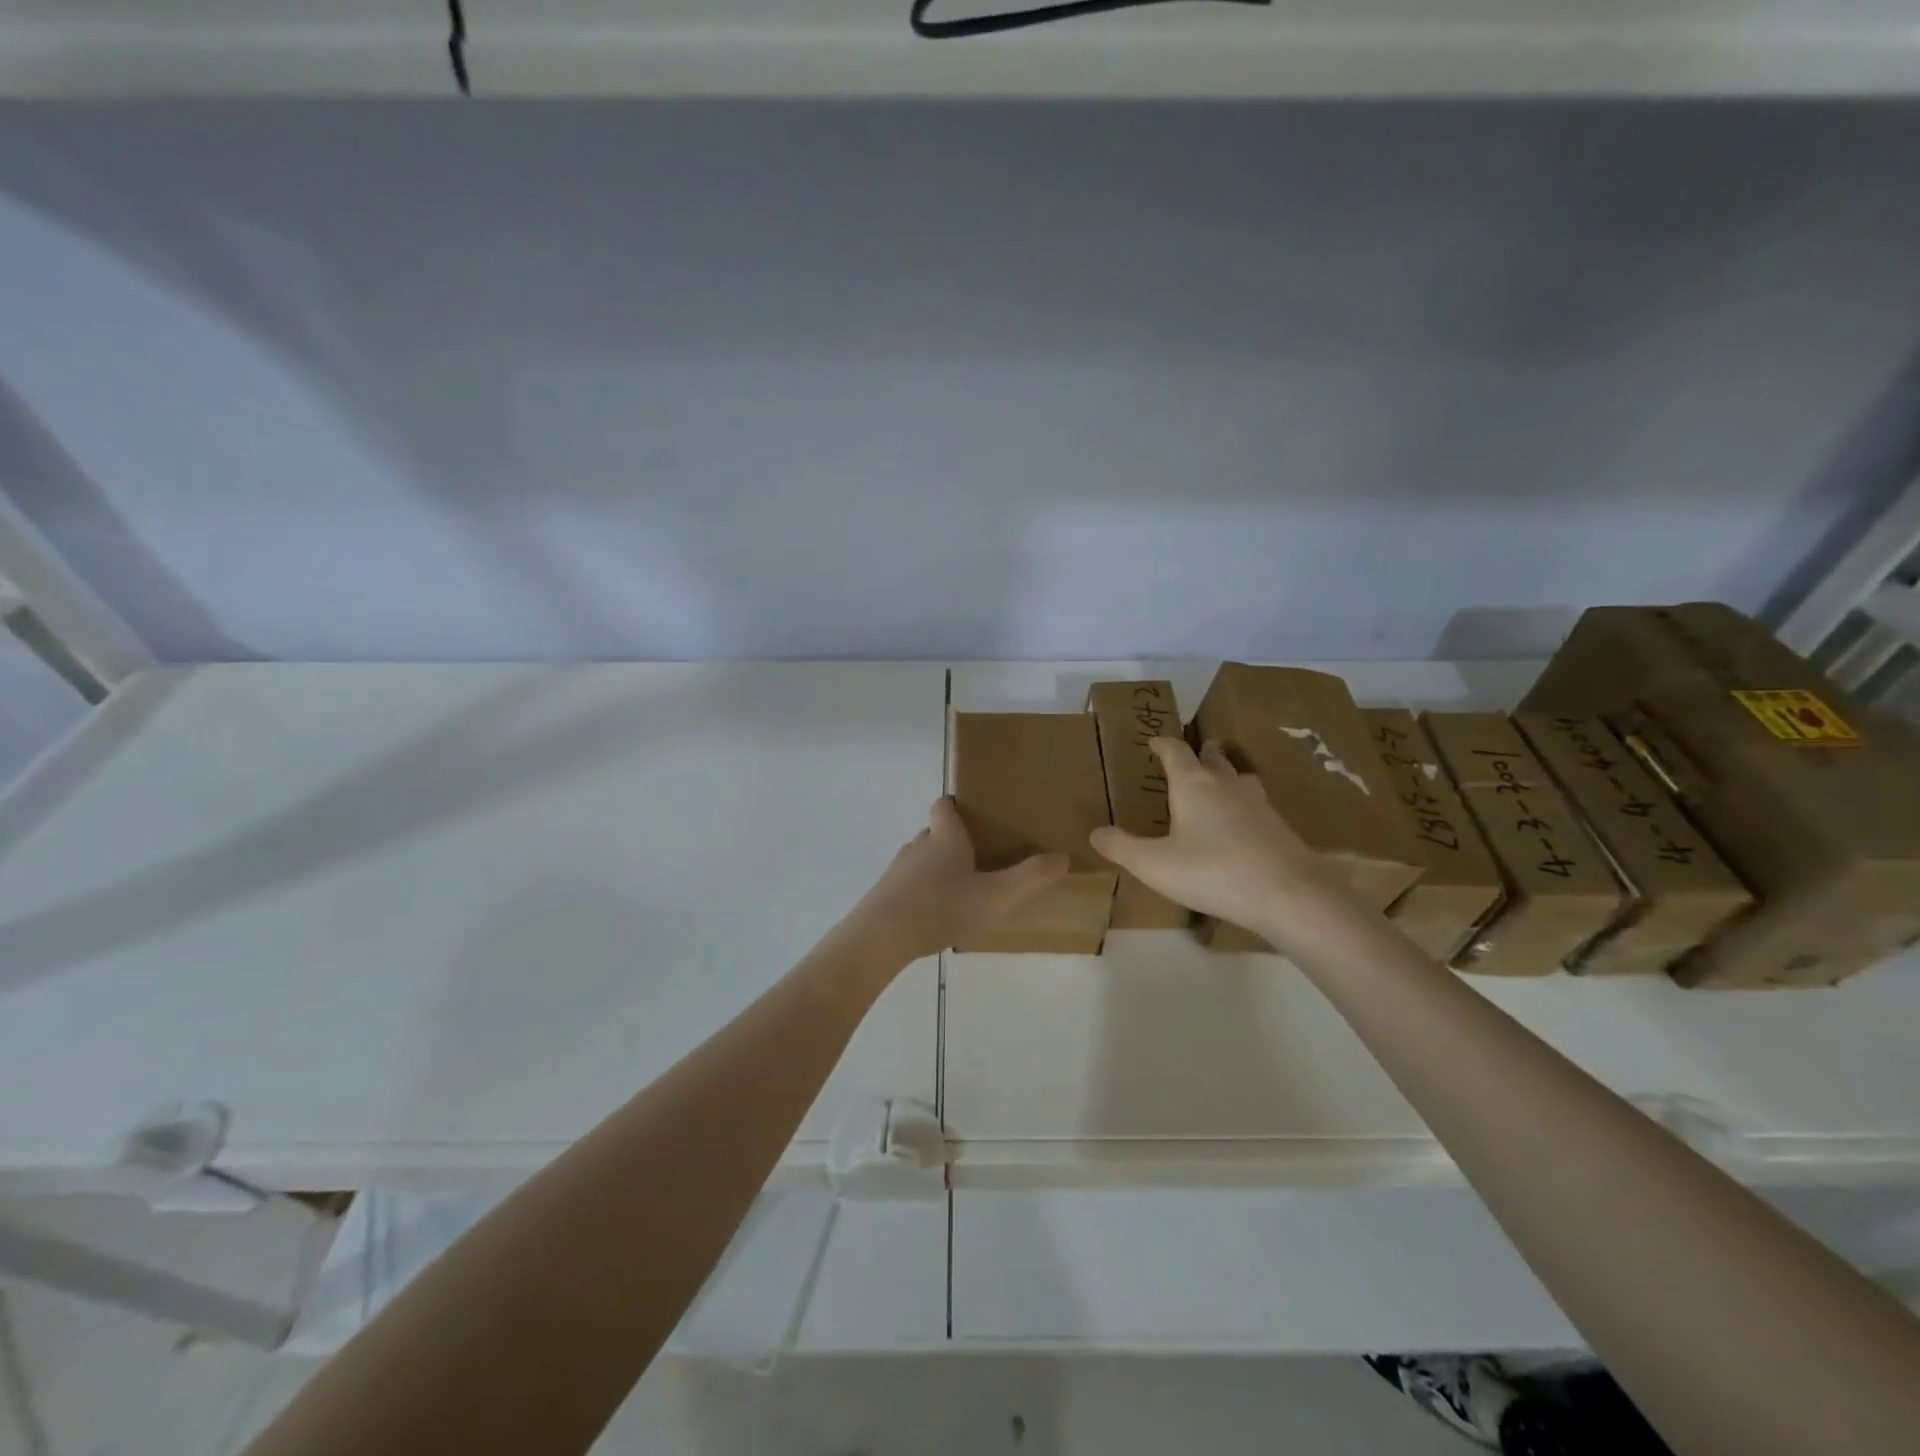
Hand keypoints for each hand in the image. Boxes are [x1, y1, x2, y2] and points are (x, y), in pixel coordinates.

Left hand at [840, 797, 1067, 967]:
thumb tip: (1062, 857)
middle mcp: (919, 845)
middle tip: (978, 857)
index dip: (956, 806)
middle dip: (953, 840)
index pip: (945, 806)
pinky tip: (935, 913)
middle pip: (934, 832)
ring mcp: (898, 869)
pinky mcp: (885, 893)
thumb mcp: (996, 897)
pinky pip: (908, 883)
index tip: (973, 814)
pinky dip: (922, 890)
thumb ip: (1030, 878)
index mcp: (945, 837)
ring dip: (937, 867)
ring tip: (959, 888)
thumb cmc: (942, 907)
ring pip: (921, 858)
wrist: (882, 937)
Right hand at [1090, 737, 1349, 941]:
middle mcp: (1226, 786)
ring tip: (1222, 779)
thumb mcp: (1155, 865)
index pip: (1176, 752)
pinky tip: (1244, 823)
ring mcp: (1257, 805)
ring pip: (1240, 779)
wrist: (1289, 894)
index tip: (1154, 740)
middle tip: (1197, 750)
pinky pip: (1256, 805)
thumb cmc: (1213, 872)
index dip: (1163, 744)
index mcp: (1193, 786)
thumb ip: (1122, 848)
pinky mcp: (1279, 828)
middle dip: (1203, 753)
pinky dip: (1244, 804)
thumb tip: (1095, 832)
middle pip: (1214, 759)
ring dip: (1228, 774)